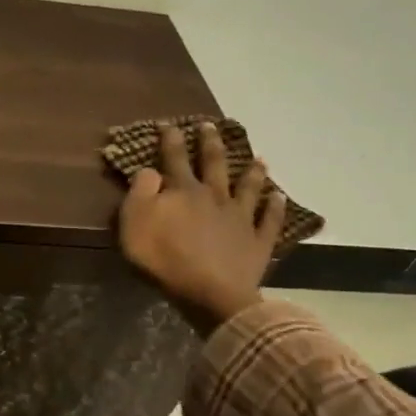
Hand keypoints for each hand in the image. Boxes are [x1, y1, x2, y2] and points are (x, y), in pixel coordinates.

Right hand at [118, 121, 287, 333]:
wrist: (210, 293)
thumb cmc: (165, 259)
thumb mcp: (135, 223)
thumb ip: (140, 193)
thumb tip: (149, 170)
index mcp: (183, 191)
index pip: (175, 158)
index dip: (171, 139)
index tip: (169, 123)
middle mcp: (215, 196)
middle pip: (214, 164)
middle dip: (211, 143)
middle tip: (211, 126)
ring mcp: (240, 218)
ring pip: (248, 187)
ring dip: (253, 171)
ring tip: (259, 158)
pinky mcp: (257, 242)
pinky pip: (269, 220)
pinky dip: (275, 207)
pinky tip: (280, 197)